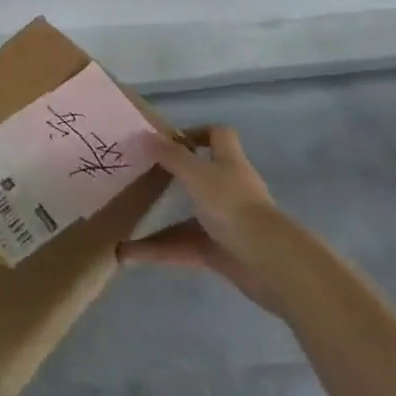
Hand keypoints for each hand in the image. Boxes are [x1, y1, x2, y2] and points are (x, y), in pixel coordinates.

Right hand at [118, 126, 304, 316]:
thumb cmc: (233, 206)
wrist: (269, 263)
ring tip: (126, 223)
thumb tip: (145, 135)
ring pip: (187, 216)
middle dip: (172, 178)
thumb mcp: (196, 174)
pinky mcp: (221, 252)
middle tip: (141, 178)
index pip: (218, 135)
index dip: (197, 132)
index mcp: (229, 162)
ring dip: (158, 223)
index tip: (169, 140)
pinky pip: (185, 247)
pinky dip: (160, 251)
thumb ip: (171, 156)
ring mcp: (226, 222)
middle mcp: (229, 188)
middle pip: (201, 176)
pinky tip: (130, 255)